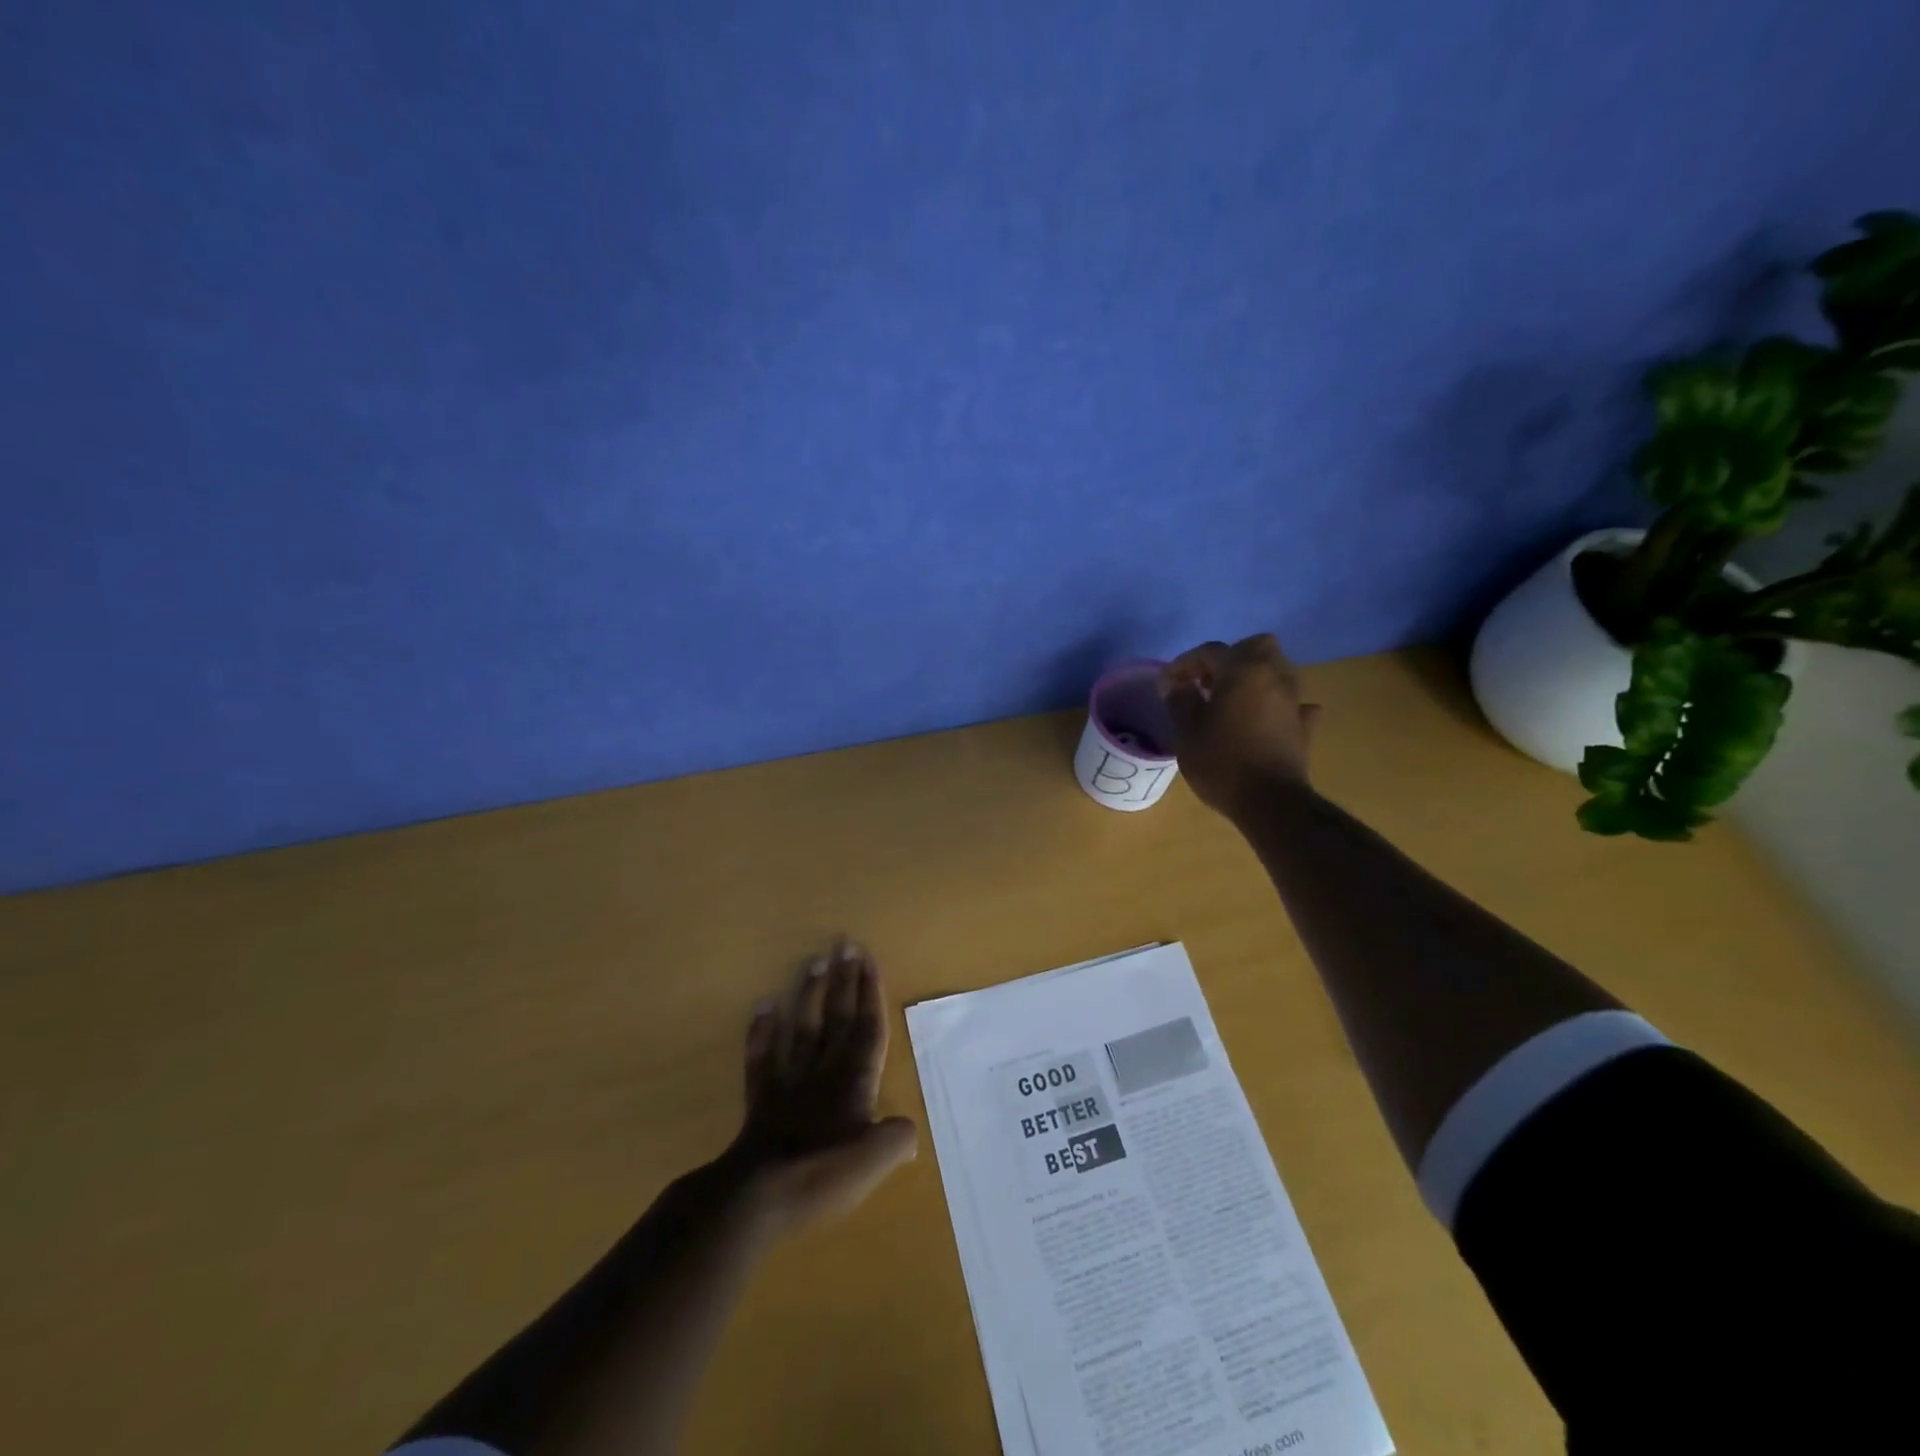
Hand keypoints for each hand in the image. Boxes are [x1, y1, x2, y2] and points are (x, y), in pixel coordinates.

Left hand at [723, 940, 917, 1237]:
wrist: (759, 1194)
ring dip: (809, 994)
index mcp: (855, 1081)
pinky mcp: (761, 1098)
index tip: (868, 959)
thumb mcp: (875, 1161)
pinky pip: (762, 1056)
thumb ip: (896, 1139)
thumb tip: (907, 1131)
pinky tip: (764, 1006)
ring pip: (803, 1027)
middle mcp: (824, 1070)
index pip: (867, 1027)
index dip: (869, 993)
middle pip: (838, 1017)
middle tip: (845, 944)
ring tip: (814, 961)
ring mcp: (790, 1081)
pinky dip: (763, 1031)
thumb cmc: (823, 1173)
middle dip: (844, 981)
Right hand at [1159, 634, 1321, 817]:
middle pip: (1255, 647)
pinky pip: (1291, 703)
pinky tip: (1262, 719)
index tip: (1166, 686)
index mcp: (1242, 671)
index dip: (1184, 665)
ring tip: (1229, 700)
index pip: (1210, 651)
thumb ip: (1180, 701)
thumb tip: (1177, 685)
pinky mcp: (1304, 725)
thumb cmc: (1222, 762)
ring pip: (1276, 671)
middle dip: (1230, 658)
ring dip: (1253, 678)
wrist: (1271, 802)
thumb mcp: (1187, 732)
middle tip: (1208, 681)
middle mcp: (1273, 676)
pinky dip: (1276, 704)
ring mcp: (1294, 700)